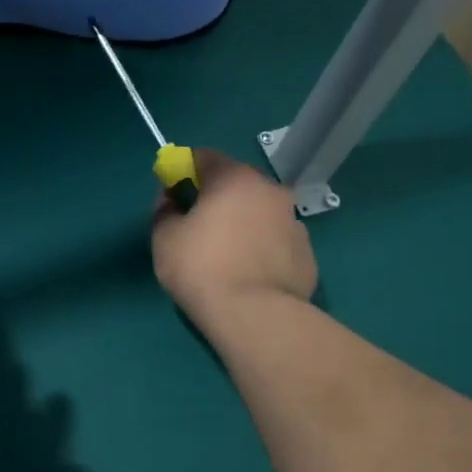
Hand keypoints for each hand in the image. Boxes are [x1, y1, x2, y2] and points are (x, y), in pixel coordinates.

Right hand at [151, 149, 317, 323]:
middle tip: (197, 227)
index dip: (184, 170)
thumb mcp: (164, 238)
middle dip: (217, 198)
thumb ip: (164, 210)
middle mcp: (271, 190)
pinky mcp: (307, 254)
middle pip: (237, 184)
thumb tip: (171, 200)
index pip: (205, 157)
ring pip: (260, 213)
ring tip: (225, 257)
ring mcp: (294, 222)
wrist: (255, 315)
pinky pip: (275, 242)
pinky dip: (261, 249)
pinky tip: (247, 275)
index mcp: (234, 179)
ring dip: (243, 224)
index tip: (172, 193)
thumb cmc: (201, 268)